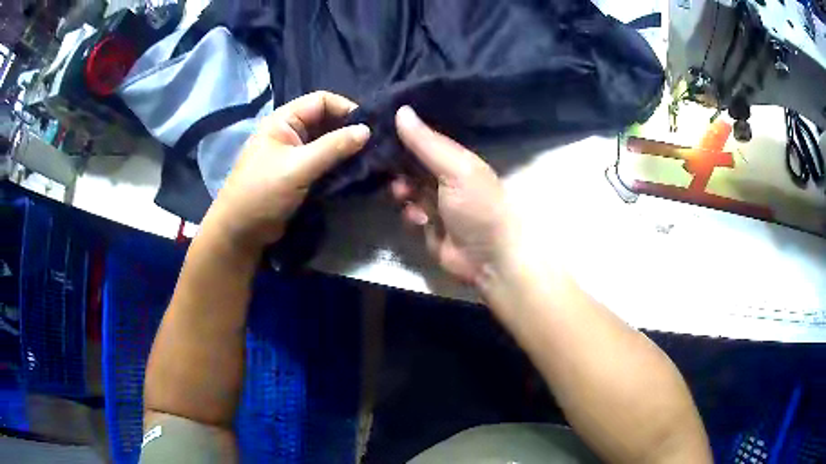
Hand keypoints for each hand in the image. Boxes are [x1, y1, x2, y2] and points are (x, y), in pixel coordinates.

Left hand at [205, 91, 369, 250]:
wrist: (241, 231)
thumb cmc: (262, 193)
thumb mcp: (298, 167)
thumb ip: (333, 147)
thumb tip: (367, 131)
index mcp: (284, 120)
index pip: (322, 101)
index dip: (346, 109)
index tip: (369, 127)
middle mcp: (291, 131)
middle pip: (327, 120)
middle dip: (349, 130)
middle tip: (375, 145)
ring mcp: (296, 153)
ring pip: (328, 142)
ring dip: (347, 150)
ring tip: (371, 159)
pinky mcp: (300, 173)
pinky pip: (325, 162)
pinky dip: (340, 165)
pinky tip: (357, 172)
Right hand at [393, 106, 514, 284]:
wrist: (489, 258)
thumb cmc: (477, 206)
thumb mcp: (455, 169)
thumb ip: (427, 142)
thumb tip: (401, 109)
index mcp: (457, 158)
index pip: (425, 139)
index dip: (404, 134)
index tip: (379, 128)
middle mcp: (446, 176)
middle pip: (412, 163)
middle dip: (398, 167)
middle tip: (386, 168)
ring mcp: (437, 202)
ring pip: (407, 188)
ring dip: (403, 191)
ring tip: (405, 196)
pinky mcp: (429, 225)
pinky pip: (409, 212)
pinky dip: (411, 214)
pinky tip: (420, 220)